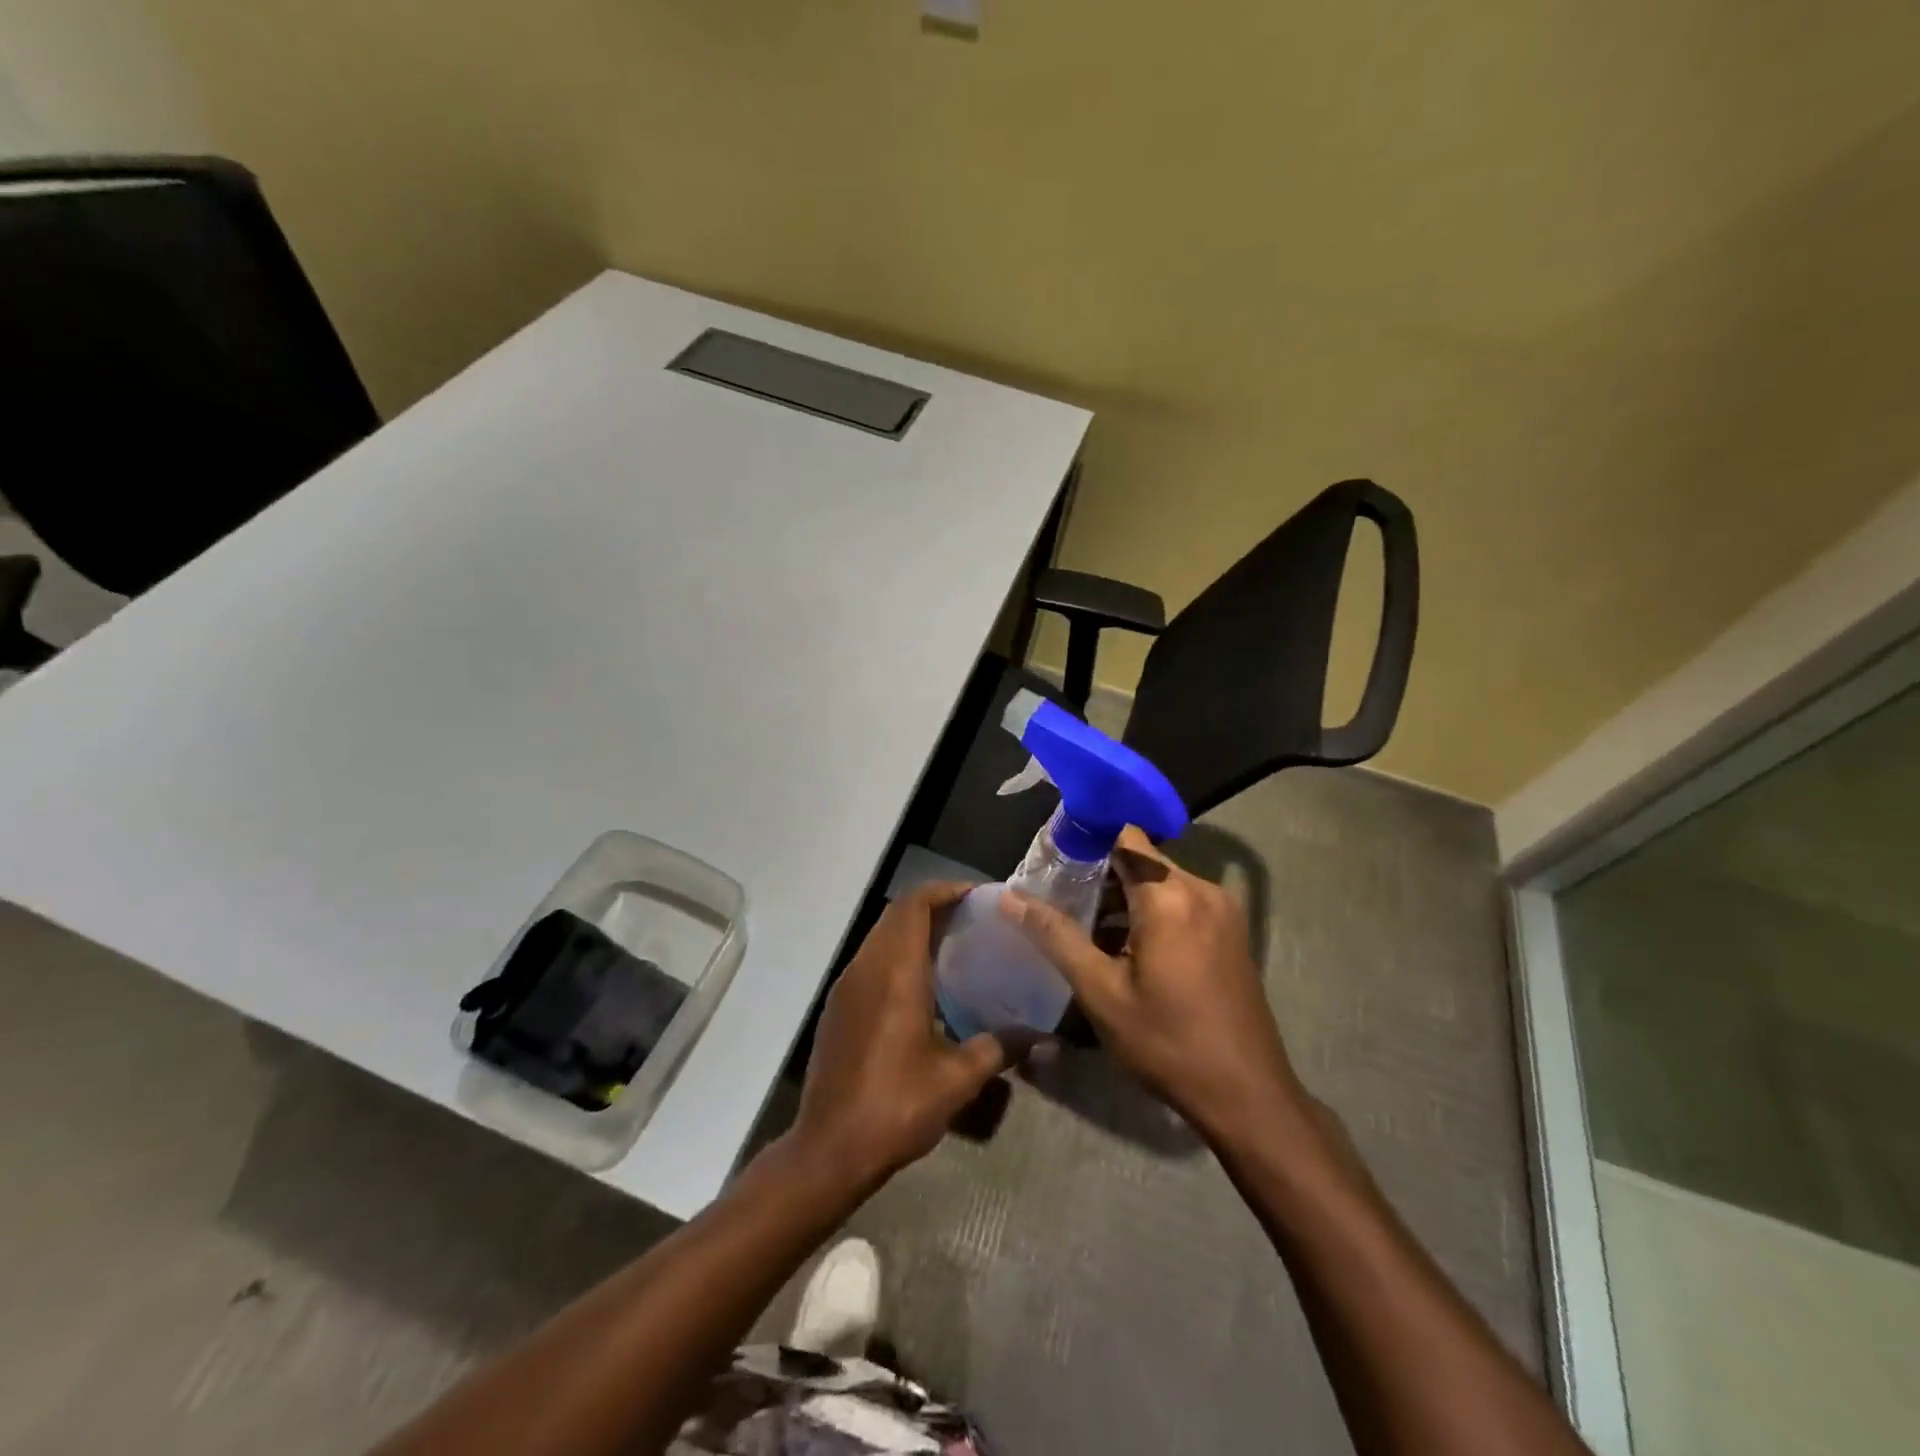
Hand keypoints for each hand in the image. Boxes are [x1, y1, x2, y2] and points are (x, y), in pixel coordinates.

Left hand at [789, 882, 1019, 1189]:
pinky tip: (921, 987)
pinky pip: (870, 961)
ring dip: (913, 930)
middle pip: (897, 914)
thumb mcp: (958, 1079)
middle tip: (972, 920)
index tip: (978, 897)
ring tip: (952, 948)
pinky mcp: (837, 1008)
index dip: (945, 890)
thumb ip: (1001, 1048)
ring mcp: (846, 987)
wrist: (829, 1149)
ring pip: (880, 936)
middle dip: (934, 907)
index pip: (915, 904)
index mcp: (895, 972)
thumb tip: (1045, 1039)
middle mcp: (866, 967)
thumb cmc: (896, 1105)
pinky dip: (896, 955)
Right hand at [1000, 827, 1302, 1141]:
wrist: (1246, 1096)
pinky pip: (1182, 904)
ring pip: (1162, 883)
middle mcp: (1202, 890)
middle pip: (1142, 859)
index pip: (1124, 835)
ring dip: (1125, 897)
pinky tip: (1125, 947)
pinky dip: (1152, 913)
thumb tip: (1010, 899)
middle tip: (1059, 897)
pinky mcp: (1231, 933)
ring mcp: (1223, 911)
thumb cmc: (1167, 1042)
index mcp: (1170, 896)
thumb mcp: (1101, 992)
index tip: (1053, 859)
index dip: (1087, 840)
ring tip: (1084, 925)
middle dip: (1100, 873)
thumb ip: (1055, 936)